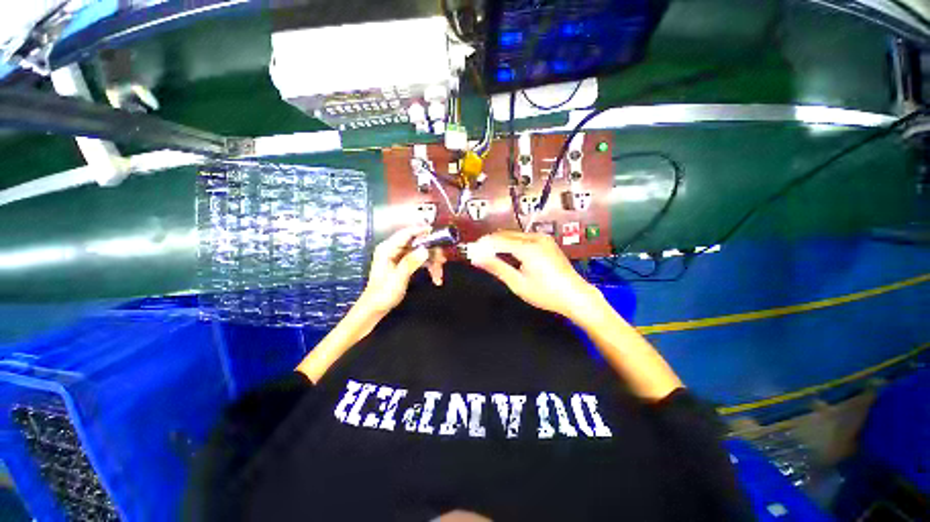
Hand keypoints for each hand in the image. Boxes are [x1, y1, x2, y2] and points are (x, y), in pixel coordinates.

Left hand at [357, 225, 445, 314]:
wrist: (375, 308)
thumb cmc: (382, 294)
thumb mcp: (397, 278)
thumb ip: (410, 263)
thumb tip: (425, 250)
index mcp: (387, 249)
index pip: (406, 233)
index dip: (421, 230)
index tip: (437, 232)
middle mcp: (394, 249)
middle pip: (418, 243)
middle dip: (432, 252)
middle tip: (442, 261)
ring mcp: (400, 256)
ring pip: (422, 252)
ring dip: (433, 262)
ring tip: (439, 276)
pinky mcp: (405, 264)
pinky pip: (421, 260)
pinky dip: (429, 268)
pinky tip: (436, 278)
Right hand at [467, 231, 601, 320]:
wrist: (575, 295)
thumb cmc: (546, 293)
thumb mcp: (518, 283)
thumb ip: (497, 267)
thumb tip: (477, 258)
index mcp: (528, 248)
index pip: (498, 240)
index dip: (483, 244)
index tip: (471, 251)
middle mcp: (535, 237)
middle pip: (505, 235)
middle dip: (490, 242)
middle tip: (479, 254)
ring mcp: (543, 238)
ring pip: (514, 235)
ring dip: (500, 242)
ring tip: (490, 256)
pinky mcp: (546, 241)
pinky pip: (523, 238)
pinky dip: (511, 243)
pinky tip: (507, 254)